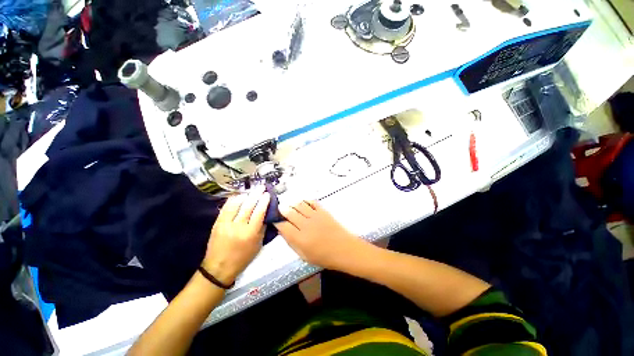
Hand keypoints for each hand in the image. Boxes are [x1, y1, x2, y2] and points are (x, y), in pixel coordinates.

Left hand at [202, 186, 270, 284]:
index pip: (259, 213)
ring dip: (245, 195)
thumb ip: (262, 228)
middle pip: (248, 206)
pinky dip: (233, 200)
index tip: (267, 194)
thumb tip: (265, 214)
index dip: (264, 202)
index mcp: (250, 233)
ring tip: (251, 190)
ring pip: (236, 204)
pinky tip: (239, 196)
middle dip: (256, 194)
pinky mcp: (217, 223)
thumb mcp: (258, 245)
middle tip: (261, 187)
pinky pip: (226, 207)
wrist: (219, 267)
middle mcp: (238, 226)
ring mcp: (225, 223)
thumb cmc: (243, 258)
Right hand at [275, 200, 366, 269]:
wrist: (344, 249)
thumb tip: (283, 231)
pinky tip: (303, 203)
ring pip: (299, 205)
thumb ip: (292, 243)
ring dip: (292, 204)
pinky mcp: (323, 211)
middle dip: (282, 210)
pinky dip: (305, 201)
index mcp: (300, 239)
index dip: (276, 222)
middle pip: (290, 213)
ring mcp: (315, 216)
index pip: (283, 226)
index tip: (274, 221)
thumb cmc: (324, 257)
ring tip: (290, 206)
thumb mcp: (304, 256)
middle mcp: (306, 225)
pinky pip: (312, 202)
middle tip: (280, 210)